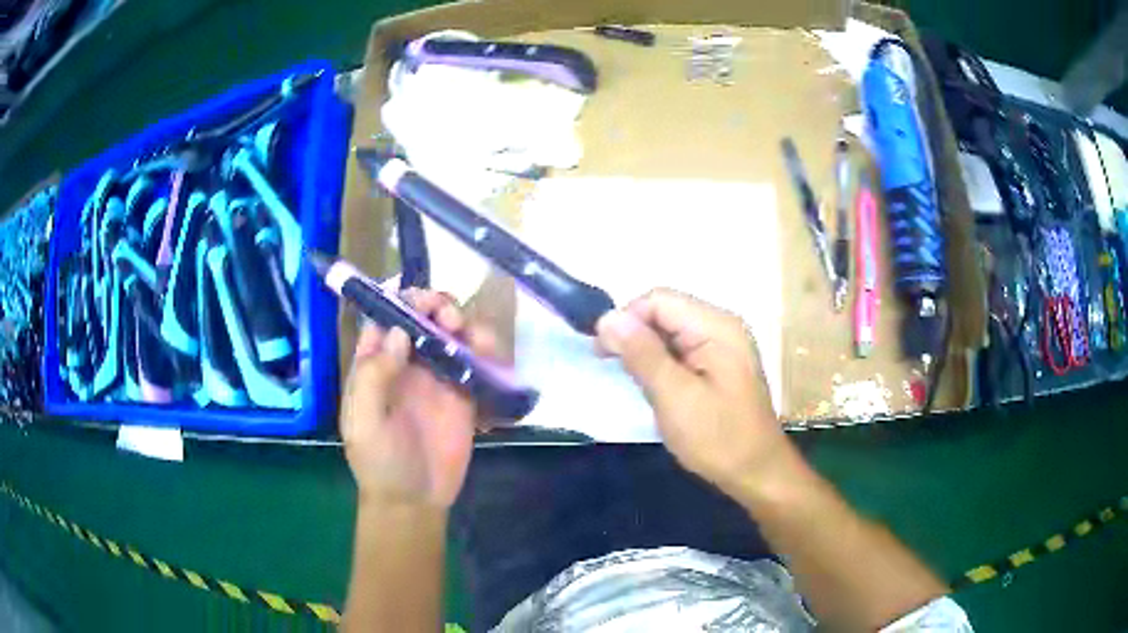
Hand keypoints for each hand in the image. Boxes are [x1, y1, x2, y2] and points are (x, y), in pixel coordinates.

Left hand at [340, 289, 497, 509]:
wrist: (415, 500)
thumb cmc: (380, 462)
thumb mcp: (363, 422)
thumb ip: (373, 376)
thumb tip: (398, 331)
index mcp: (376, 364)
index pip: (385, 318)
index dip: (400, 300)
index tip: (417, 298)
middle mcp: (407, 362)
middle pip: (422, 318)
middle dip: (435, 305)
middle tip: (446, 316)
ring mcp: (438, 376)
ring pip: (451, 333)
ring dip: (461, 321)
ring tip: (468, 333)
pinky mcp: (465, 393)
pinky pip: (476, 360)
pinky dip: (483, 347)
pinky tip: (485, 351)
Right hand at [596, 289, 791, 494]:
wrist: (757, 472)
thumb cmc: (717, 437)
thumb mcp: (674, 396)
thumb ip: (641, 354)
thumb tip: (607, 318)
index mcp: (716, 326)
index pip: (658, 299)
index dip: (626, 319)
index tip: (603, 354)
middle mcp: (720, 326)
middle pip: (665, 312)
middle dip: (635, 336)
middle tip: (615, 371)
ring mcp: (722, 345)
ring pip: (669, 332)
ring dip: (646, 352)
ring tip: (635, 383)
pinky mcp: (718, 365)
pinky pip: (681, 350)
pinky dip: (661, 364)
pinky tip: (654, 387)